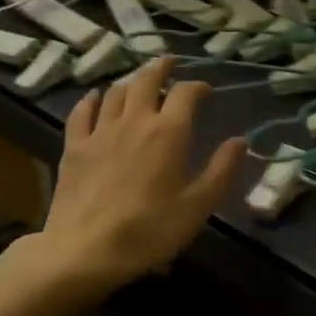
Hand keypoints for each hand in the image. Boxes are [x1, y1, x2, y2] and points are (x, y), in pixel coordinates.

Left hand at [1, 57, 243, 302]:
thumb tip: (241, 140)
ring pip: (116, 91)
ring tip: (139, 80)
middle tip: (170, 63)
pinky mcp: (74, 148)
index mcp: (169, 132)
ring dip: (131, 81)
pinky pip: (82, 112)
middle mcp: (135, 121)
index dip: (198, 86)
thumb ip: (222, 169)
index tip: (206, 91)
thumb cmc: (150, 231)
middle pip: (146, 79)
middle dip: (161, 67)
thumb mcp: (198, 206)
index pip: (186, 92)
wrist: (83, 253)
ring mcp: (100, 132)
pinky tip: (95, 97)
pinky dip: (92, 99)